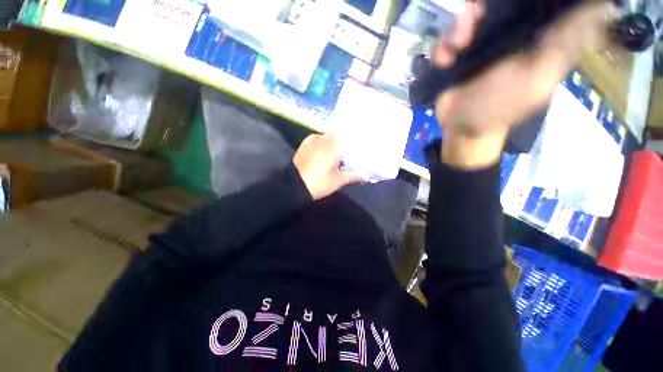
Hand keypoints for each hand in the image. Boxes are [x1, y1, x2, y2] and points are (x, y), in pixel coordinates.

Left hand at [293, 134, 364, 199]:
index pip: (344, 129)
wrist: (293, 186)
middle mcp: (321, 138)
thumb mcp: (338, 181)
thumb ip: (353, 176)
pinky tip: (325, 151)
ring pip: (326, 137)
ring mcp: (311, 141)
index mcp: (332, 144)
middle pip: (336, 133)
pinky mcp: (304, 146)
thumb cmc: (318, 183)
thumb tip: (367, 175)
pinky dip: (323, 143)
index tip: (360, 131)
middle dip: (343, 137)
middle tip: (351, 144)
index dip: (351, 128)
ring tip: (339, 148)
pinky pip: (317, 140)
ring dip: (333, 141)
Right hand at [432, 1, 612, 168]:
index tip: (509, 3)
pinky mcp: (456, 56)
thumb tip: (602, 7)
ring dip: (458, 28)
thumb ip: (565, 44)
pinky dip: (443, 48)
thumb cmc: (500, 107)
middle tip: (470, 30)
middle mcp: (507, 34)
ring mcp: (479, 44)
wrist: (462, 128)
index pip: (534, 2)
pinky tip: (445, 62)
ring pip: (468, 15)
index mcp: (533, 36)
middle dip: (479, 10)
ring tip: (456, 48)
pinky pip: (447, 38)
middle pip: (495, 4)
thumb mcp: (538, 78)